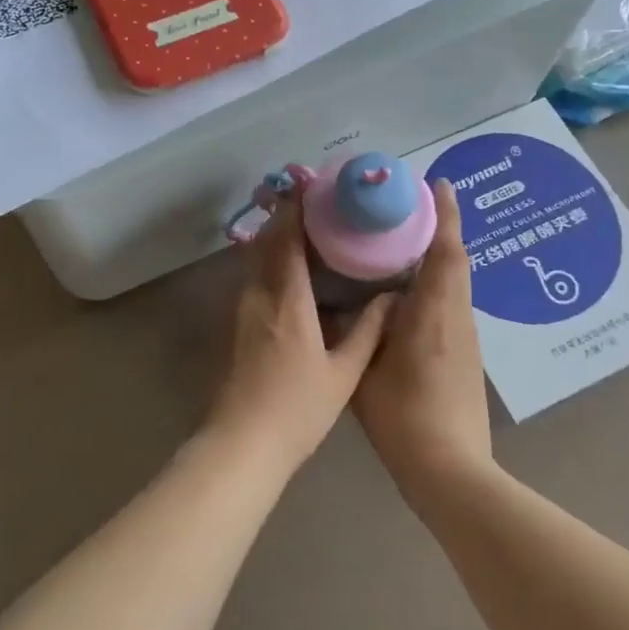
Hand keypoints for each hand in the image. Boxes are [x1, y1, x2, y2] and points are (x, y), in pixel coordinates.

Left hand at [207, 197, 394, 474]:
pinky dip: (270, 261)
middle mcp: (260, 295)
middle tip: (312, 200)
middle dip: (285, 216)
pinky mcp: (238, 324)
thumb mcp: (344, 373)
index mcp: (288, 300)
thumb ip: (368, 332)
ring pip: (257, 259)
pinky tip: (290, 268)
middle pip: (267, 242)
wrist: (243, 442)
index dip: (296, 210)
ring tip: (305, 227)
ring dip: (276, 237)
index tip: (309, 187)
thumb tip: (390, 298)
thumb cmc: (298, 409)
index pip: (288, 240)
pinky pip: (254, 278)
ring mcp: (244, 309)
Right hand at [353, 181, 493, 500]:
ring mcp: (466, 338)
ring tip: (404, 240)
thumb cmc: (405, 417)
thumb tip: (345, 301)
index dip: (445, 215)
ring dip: (439, 256)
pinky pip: (451, 303)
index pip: (447, 251)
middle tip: (410, 206)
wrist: (451, 469)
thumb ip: (357, 331)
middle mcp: (457, 317)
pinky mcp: (465, 355)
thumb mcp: (365, 371)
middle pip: (455, 261)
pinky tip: (409, 291)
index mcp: (435, 313)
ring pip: (455, 283)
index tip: (439, 184)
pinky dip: (437, 283)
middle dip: (440, 229)